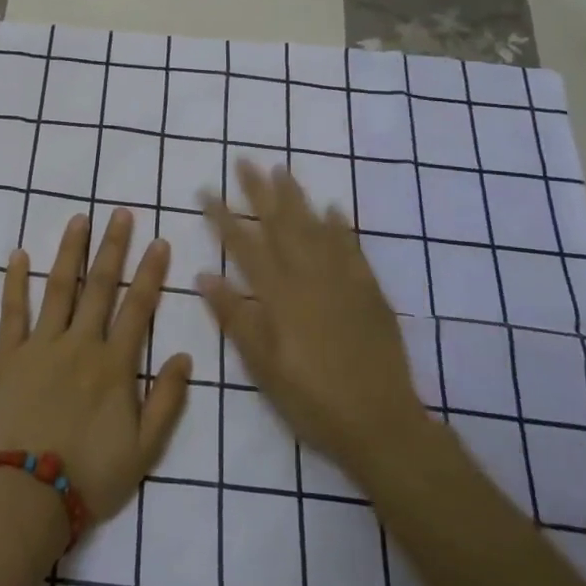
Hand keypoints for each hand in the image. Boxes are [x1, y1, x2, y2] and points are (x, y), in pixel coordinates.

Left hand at [0, 208, 192, 522]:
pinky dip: (15, 280)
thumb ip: (168, 400)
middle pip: (100, 286)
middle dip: (113, 247)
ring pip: (59, 287)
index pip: (138, 307)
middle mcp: (80, 344)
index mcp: (114, 364)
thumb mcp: (145, 449)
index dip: (150, 273)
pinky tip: (18, 254)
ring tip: (79, 219)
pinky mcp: (8, 355)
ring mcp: (41, 345)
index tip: (158, 241)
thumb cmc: (91, 475)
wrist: (28, 495)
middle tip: (120, 213)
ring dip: (71, 251)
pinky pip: (12, 310)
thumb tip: (186, 356)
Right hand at [199, 159, 428, 481]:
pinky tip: (333, 209)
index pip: (244, 245)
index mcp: (278, 296)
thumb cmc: (312, 399)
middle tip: (244, 161)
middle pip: (280, 225)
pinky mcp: (369, 291)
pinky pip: (352, 248)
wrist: (381, 423)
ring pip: (315, 227)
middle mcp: (309, 277)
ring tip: (281, 171)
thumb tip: (204, 275)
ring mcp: (342, 281)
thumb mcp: (263, 366)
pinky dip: (341, 226)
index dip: (222, 216)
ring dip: (296, 198)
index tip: (206, 190)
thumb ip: (235, 317)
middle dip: (258, 192)